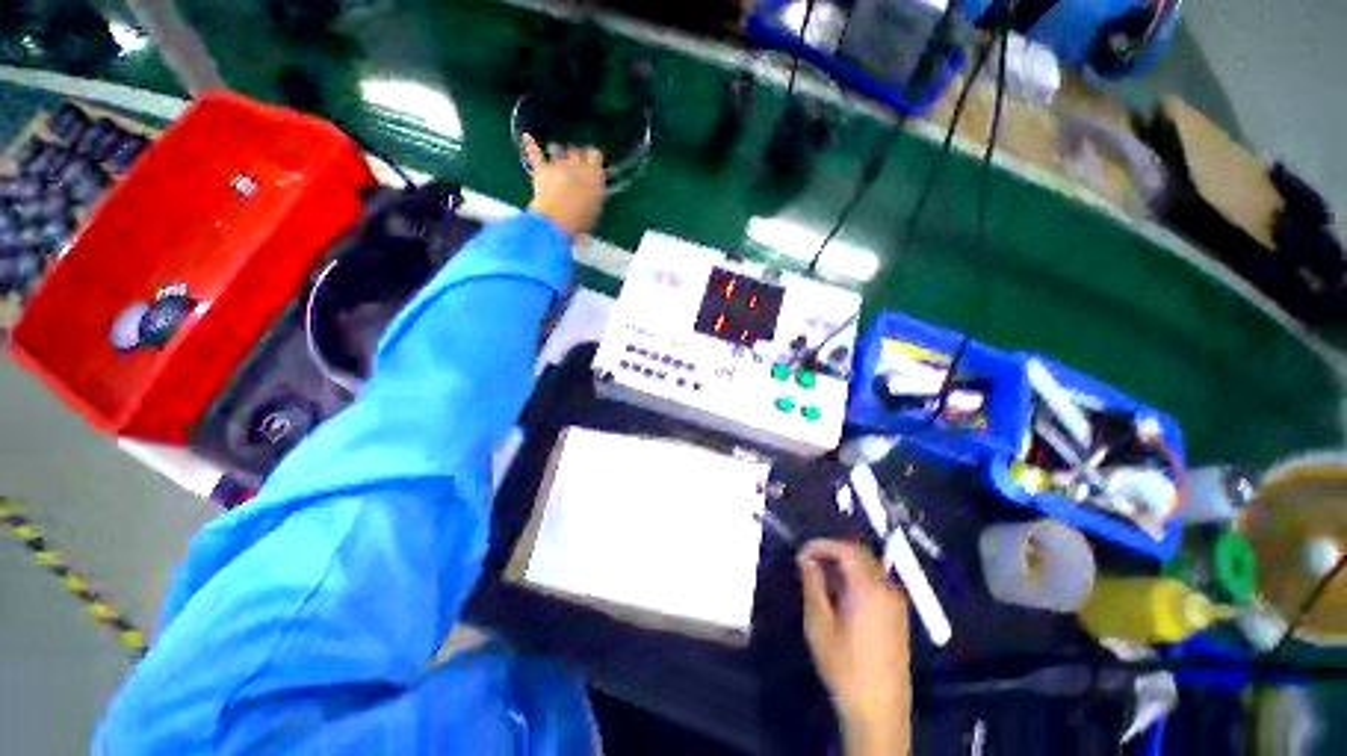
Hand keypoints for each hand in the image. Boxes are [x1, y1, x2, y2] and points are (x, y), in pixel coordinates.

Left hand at [522, 134, 605, 236]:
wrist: (558, 218)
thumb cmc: (582, 218)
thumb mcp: (595, 210)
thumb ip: (595, 197)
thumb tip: (595, 196)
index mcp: (594, 174)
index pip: (596, 155)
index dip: (593, 157)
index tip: (592, 162)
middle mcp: (577, 164)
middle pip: (576, 151)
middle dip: (575, 154)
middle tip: (574, 161)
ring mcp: (558, 165)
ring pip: (558, 149)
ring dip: (557, 150)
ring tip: (556, 151)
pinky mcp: (541, 169)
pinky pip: (535, 153)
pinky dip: (530, 145)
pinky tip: (526, 136)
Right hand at [798, 539, 909, 754]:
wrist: (878, 710)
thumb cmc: (844, 665)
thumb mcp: (819, 622)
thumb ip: (812, 584)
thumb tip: (806, 559)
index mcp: (869, 588)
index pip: (846, 549)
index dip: (822, 544)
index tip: (801, 552)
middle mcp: (887, 589)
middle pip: (860, 554)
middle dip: (832, 552)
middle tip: (809, 563)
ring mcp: (896, 603)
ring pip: (868, 568)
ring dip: (844, 565)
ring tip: (820, 579)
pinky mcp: (897, 616)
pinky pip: (876, 583)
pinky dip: (856, 579)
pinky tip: (839, 595)